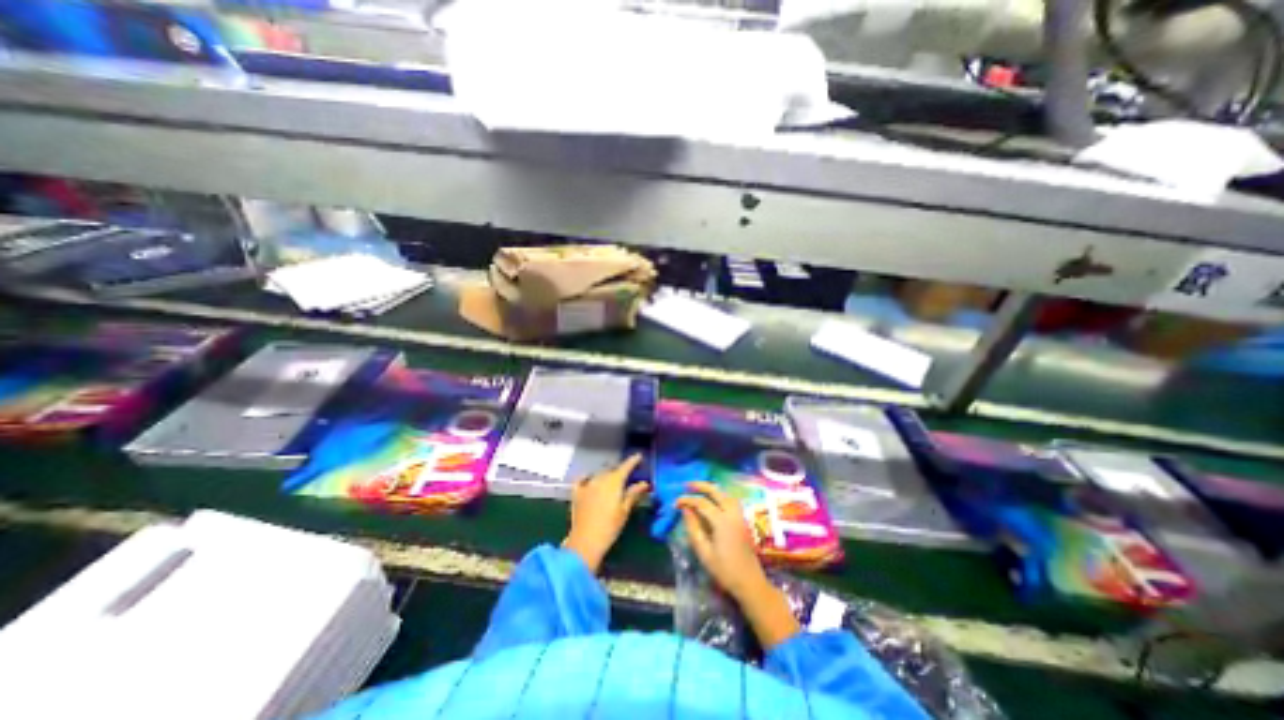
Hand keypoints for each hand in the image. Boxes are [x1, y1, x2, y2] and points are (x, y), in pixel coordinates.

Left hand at [564, 457, 645, 572]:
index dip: (633, 461)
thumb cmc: (609, 527)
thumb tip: (644, 483)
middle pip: (612, 469)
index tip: (639, 456)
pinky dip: (587, 476)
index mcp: (614, 482)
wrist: (585, 542)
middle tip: (627, 475)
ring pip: (599, 473)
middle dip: (619, 470)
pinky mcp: (577, 493)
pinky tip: (589, 478)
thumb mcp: (624, 511)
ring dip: (606, 474)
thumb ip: (633, 494)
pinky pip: (582, 479)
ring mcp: (587, 485)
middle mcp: (600, 479)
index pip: (625, 467)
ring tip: (611, 479)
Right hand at [676, 482, 764, 601]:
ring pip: (726, 494)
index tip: (675, 503)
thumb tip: (685, 510)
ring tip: (699, 489)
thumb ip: (694, 528)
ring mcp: (740, 516)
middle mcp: (732, 514)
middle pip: (717, 492)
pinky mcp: (743, 521)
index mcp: (722, 521)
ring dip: (712, 489)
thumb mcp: (704, 552)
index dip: (687, 500)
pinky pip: (731, 500)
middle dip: (701, 486)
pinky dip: (721, 495)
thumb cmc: (725, 570)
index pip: (702, 503)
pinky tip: (713, 500)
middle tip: (687, 485)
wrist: (750, 582)